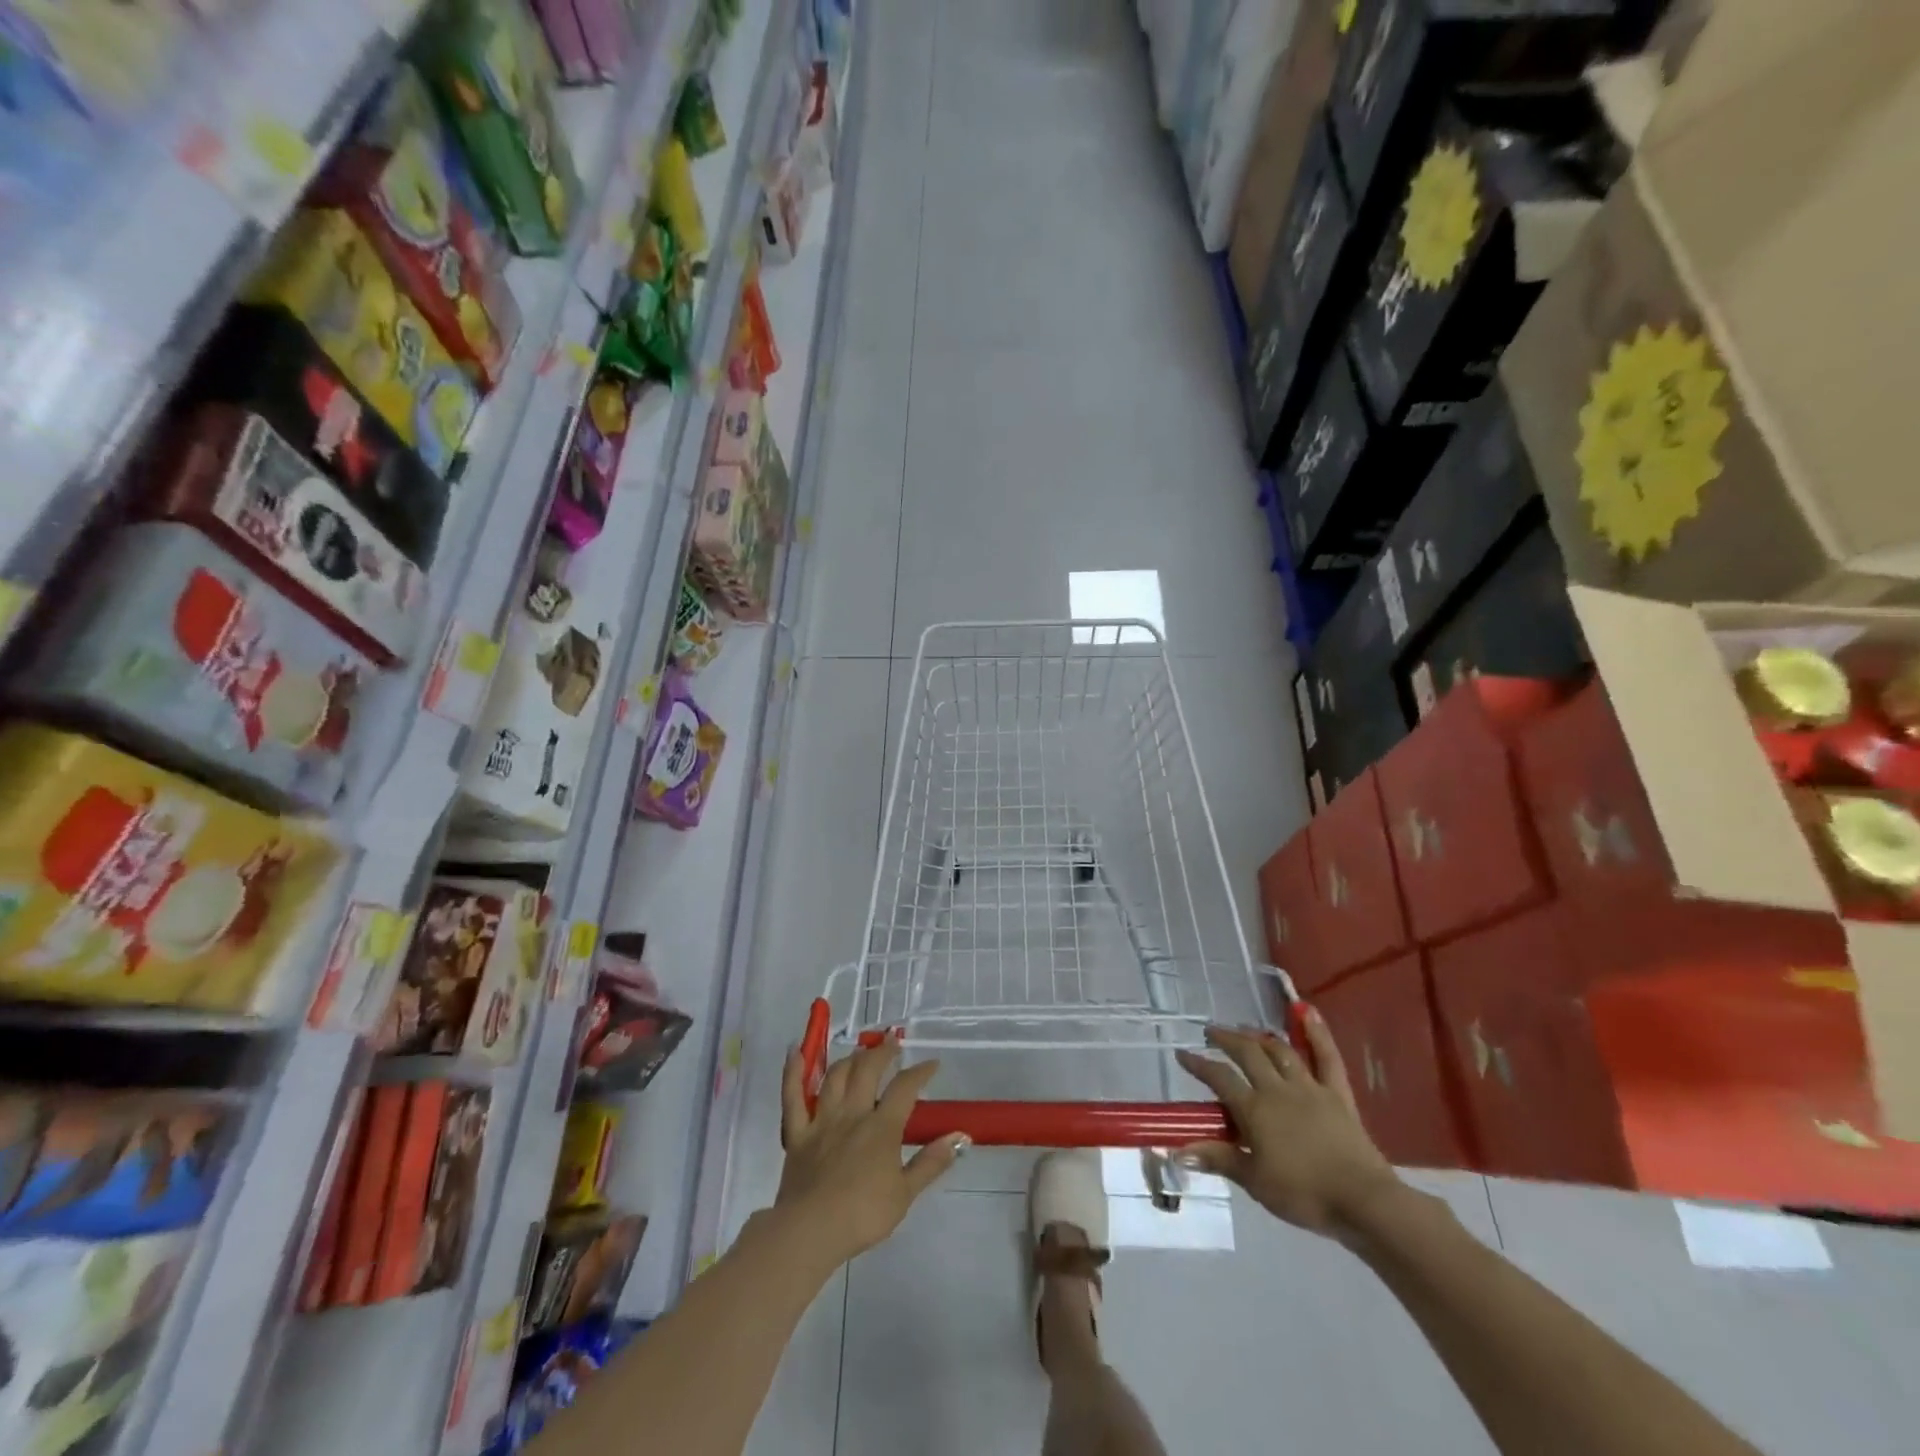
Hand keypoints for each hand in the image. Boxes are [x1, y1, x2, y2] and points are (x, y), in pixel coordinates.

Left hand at [775, 1035, 966, 1267]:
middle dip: (882, 1052)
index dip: (920, 1071)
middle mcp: (852, 1113)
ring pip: (835, 1076)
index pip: (905, 1088)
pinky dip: (792, 1072)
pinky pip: (792, 1096)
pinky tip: (794, 1051)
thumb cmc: (863, 1215)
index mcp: (881, 1127)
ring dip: (849, 1058)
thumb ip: (931, 1162)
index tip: (932, 1064)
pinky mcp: (797, 1133)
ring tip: (859, 1052)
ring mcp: (822, 1120)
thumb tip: (960, 1136)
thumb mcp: (905, 1193)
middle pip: (867, 1070)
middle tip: (891, 1042)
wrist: (811, 1231)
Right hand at [1174, 1018, 1398, 1240]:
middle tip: (1212, 1032)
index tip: (1182, 1054)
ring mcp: (1309, 1087)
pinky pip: (1327, 1057)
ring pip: (1280, 1050)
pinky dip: (1317, 1032)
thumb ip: (1218, 1159)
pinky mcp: (1337, 1094)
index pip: (1219, 1078)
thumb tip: (1178, 1151)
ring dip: (1259, 1036)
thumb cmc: (1304, 1195)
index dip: (1198, 1064)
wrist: (1363, 1201)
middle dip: (1226, 1039)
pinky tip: (1306, 1011)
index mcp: (1254, 1109)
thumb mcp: (1254, 1181)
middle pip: (1247, 1053)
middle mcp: (1277, 1089)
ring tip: (1246, 1032)